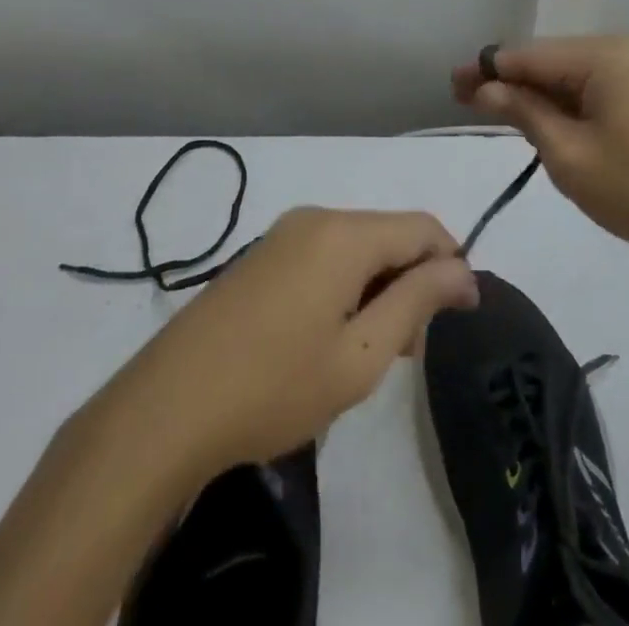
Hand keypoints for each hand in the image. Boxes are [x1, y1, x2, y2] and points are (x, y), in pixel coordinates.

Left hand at [111, 207, 478, 474]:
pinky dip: (346, 286)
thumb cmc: (273, 386)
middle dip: (413, 281)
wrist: (165, 410)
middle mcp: (316, 218)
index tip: (462, 316)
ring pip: (357, 246)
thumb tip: (463, 270)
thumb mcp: (359, 356)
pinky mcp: (261, 256)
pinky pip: (324, 255)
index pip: (423, 227)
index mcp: (344, 234)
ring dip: (379, 287)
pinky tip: (330, 337)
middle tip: (409, 350)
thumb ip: (416, 302)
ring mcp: (283, 234)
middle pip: (389, 234)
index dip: (452, 264)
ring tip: (370, 352)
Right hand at [453, 36, 628, 257]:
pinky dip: (569, 104)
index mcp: (603, 56)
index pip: (529, 55)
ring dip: (540, 94)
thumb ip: (525, 113)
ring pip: (574, 75)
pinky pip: (599, 88)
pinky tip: (550, 121)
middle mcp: (624, 50)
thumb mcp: (570, 156)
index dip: (486, 69)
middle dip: (511, 81)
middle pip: (551, 60)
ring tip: (502, 113)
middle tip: (468, 101)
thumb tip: (487, 87)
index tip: (451, 85)